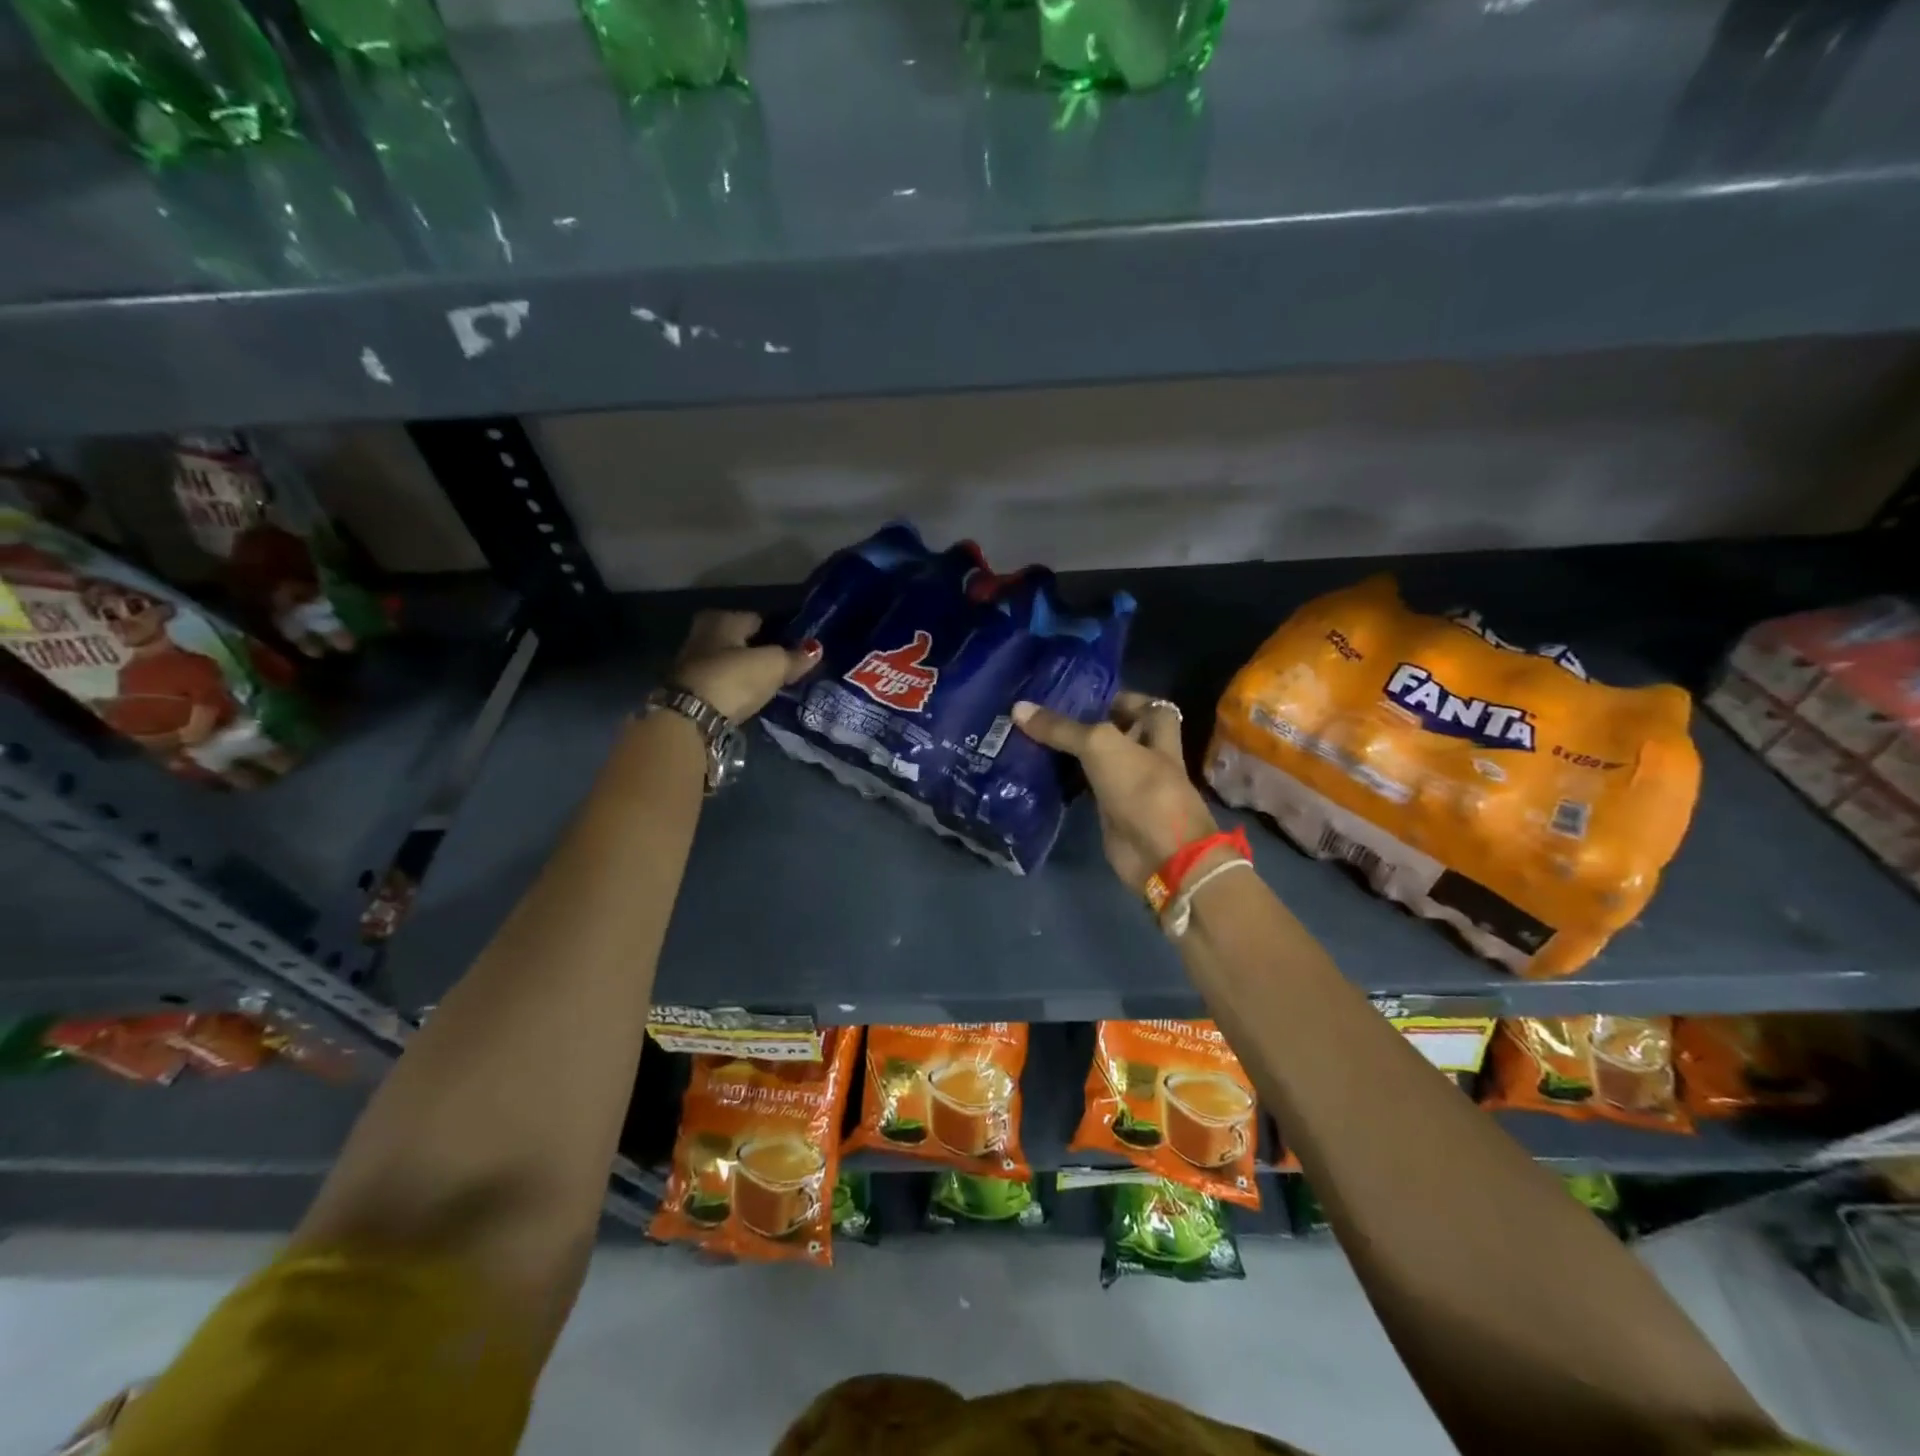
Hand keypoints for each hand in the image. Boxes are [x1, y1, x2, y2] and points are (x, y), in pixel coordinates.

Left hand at [672, 611, 819, 723]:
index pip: (758, 619)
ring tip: (770, 684)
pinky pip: (722, 682)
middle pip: (741, 640)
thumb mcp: (773, 666)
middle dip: (760, 651)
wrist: (690, 718)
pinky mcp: (689, 690)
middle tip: (784, 666)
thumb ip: (794, 657)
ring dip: (746, 671)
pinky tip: (749, 696)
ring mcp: (692, 663)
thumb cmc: (734, 678)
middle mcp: (703, 634)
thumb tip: (816, 649)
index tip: (796, 647)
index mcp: (722, 619)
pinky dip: (735, 687)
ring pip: (729, 662)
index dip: (779, 632)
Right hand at [1012, 691, 1218, 891]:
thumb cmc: (1142, 788)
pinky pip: (1084, 788)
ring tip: (1028, 736)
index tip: (1077, 692)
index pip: (1143, 704)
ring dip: (1068, 753)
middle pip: (1114, 732)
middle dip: (1084, 724)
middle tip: (1041, 714)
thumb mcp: (1100, 746)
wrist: (1159, 854)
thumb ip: (1061, 728)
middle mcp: (1144, 755)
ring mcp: (1127, 785)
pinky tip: (1034, 771)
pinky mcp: (1109, 811)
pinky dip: (1064, 782)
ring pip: (1095, 761)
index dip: (1116, 696)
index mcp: (1157, 732)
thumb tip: (1018, 708)